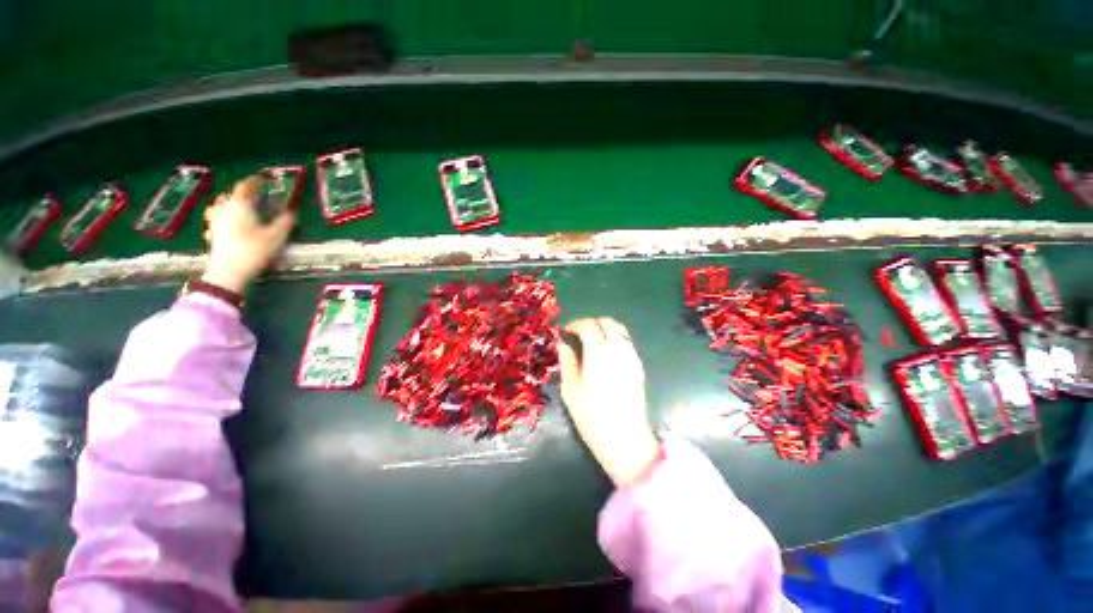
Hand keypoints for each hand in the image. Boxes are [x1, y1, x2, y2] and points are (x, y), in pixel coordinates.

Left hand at [201, 176, 295, 293]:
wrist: (229, 272)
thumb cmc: (254, 249)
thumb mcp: (277, 236)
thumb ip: (285, 221)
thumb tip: (292, 211)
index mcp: (240, 204)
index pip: (246, 186)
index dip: (255, 181)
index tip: (264, 179)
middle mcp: (224, 208)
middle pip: (232, 195)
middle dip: (244, 193)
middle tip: (256, 196)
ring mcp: (215, 221)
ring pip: (223, 206)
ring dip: (234, 205)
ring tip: (245, 209)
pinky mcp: (212, 233)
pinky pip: (219, 219)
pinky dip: (227, 217)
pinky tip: (233, 225)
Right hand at [558, 318, 661, 486]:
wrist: (625, 439)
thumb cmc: (592, 417)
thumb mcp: (570, 389)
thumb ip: (567, 361)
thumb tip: (563, 343)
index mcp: (599, 353)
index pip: (588, 326)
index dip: (574, 324)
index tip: (565, 332)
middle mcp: (618, 349)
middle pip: (607, 322)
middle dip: (591, 322)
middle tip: (578, 333)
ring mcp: (631, 357)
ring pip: (620, 330)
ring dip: (604, 328)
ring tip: (590, 341)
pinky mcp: (638, 367)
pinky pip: (626, 342)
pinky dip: (614, 339)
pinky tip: (604, 354)